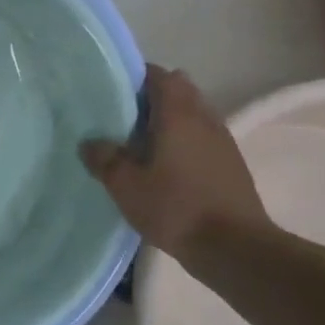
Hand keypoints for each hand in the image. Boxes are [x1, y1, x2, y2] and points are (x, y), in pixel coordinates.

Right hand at [81, 65, 270, 253]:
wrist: (235, 248)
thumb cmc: (176, 207)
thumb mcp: (125, 185)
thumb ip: (104, 158)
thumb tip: (90, 142)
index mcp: (178, 113)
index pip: (159, 75)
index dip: (136, 77)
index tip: (114, 91)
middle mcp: (204, 118)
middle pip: (180, 90)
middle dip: (154, 97)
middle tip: (126, 117)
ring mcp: (223, 140)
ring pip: (194, 114)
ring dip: (172, 120)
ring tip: (144, 143)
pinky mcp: (232, 164)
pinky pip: (204, 137)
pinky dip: (186, 140)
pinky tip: (169, 167)